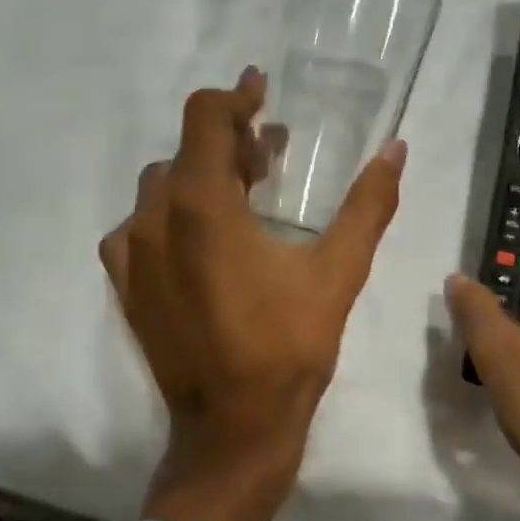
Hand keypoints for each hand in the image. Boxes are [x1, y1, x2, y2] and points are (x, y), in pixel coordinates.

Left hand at [100, 68, 404, 520]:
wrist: (232, 430)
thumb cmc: (287, 349)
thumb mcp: (338, 273)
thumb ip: (367, 206)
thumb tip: (396, 150)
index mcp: (201, 207)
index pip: (205, 118)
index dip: (235, 96)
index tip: (261, 91)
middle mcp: (153, 219)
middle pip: (184, 151)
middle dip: (228, 142)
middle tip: (271, 155)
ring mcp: (130, 255)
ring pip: (160, 187)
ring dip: (199, 177)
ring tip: (243, 195)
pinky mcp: (124, 286)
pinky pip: (140, 227)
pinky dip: (171, 215)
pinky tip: (203, 240)